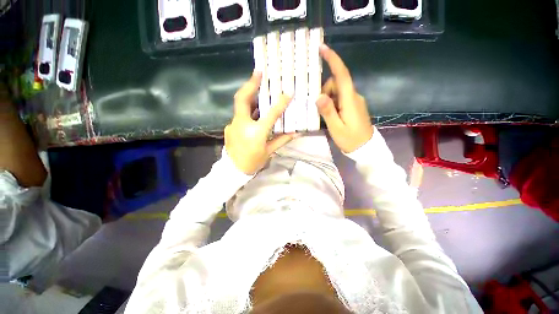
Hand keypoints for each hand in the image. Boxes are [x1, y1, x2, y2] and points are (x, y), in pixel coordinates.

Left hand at [225, 71, 296, 174]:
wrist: (233, 170)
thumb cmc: (253, 162)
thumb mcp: (269, 151)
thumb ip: (282, 140)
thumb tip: (296, 132)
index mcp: (256, 133)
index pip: (270, 115)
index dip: (280, 103)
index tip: (287, 93)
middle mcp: (242, 125)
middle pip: (242, 99)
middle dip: (250, 84)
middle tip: (258, 72)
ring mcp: (233, 125)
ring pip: (240, 106)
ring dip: (250, 96)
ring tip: (258, 86)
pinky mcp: (230, 127)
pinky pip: (240, 115)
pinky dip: (248, 110)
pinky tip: (254, 110)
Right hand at [316, 44, 373, 153]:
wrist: (365, 148)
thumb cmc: (350, 139)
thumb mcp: (336, 128)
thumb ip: (327, 111)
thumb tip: (318, 95)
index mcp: (350, 100)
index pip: (342, 75)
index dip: (333, 60)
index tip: (323, 49)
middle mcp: (354, 96)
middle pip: (336, 83)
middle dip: (325, 92)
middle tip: (320, 109)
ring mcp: (355, 101)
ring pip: (337, 91)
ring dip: (328, 99)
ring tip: (327, 117)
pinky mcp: (354, 106)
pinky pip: (340, 98)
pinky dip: (333, 103)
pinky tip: (331, 116)